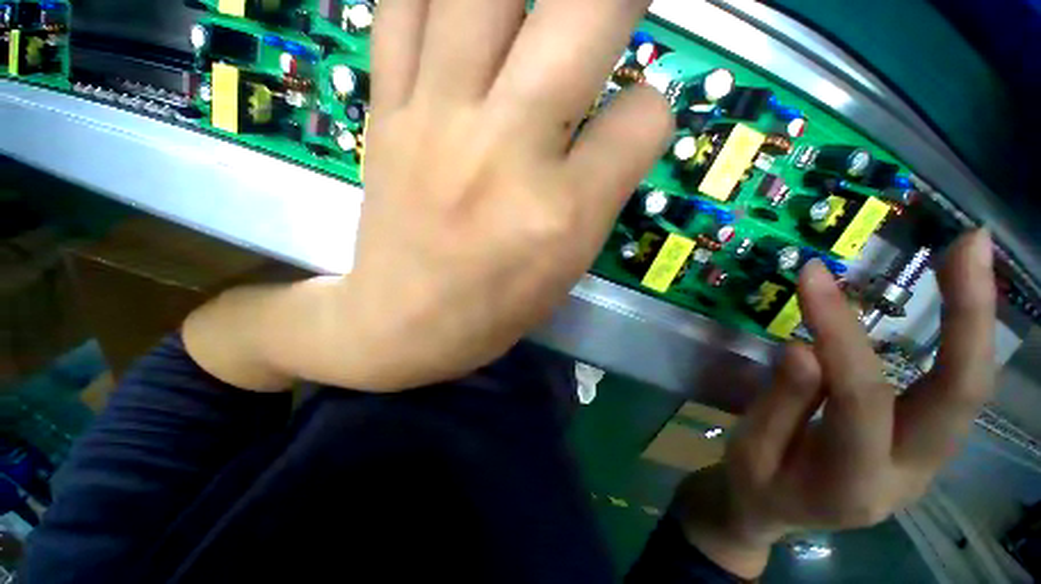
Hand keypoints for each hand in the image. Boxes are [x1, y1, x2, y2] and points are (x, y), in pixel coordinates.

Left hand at [185, 0, 672, 390]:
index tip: (635, 119)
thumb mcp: (568, 265)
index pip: (645, 116)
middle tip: (614, 12)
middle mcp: (505, 153)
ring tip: (536, 15)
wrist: (401, 323)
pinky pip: (403, 9)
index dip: (651, 110)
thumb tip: (629, 114)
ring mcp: (437, 121)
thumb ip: (603, 186)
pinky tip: (459, 14)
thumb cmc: (493, 309)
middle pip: (585, 14)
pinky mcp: (387, 112)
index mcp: (561, 213)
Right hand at [676, 230, 996, 578]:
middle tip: (969, 246)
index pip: (860, 396)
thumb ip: (781, 403)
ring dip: (976, 320)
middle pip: (959, 396)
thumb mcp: (750, 446)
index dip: (838, 332)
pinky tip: (958, 303)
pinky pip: (954, 389)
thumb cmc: (754, 482)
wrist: (775, 514)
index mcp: (852, 483)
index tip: (813, 277)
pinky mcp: (926, 445)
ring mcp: (928, 462)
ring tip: (970, 257)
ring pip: (969, 391)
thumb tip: (805, 349)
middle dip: (969, 316)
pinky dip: (962, 340)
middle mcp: (910, 475)